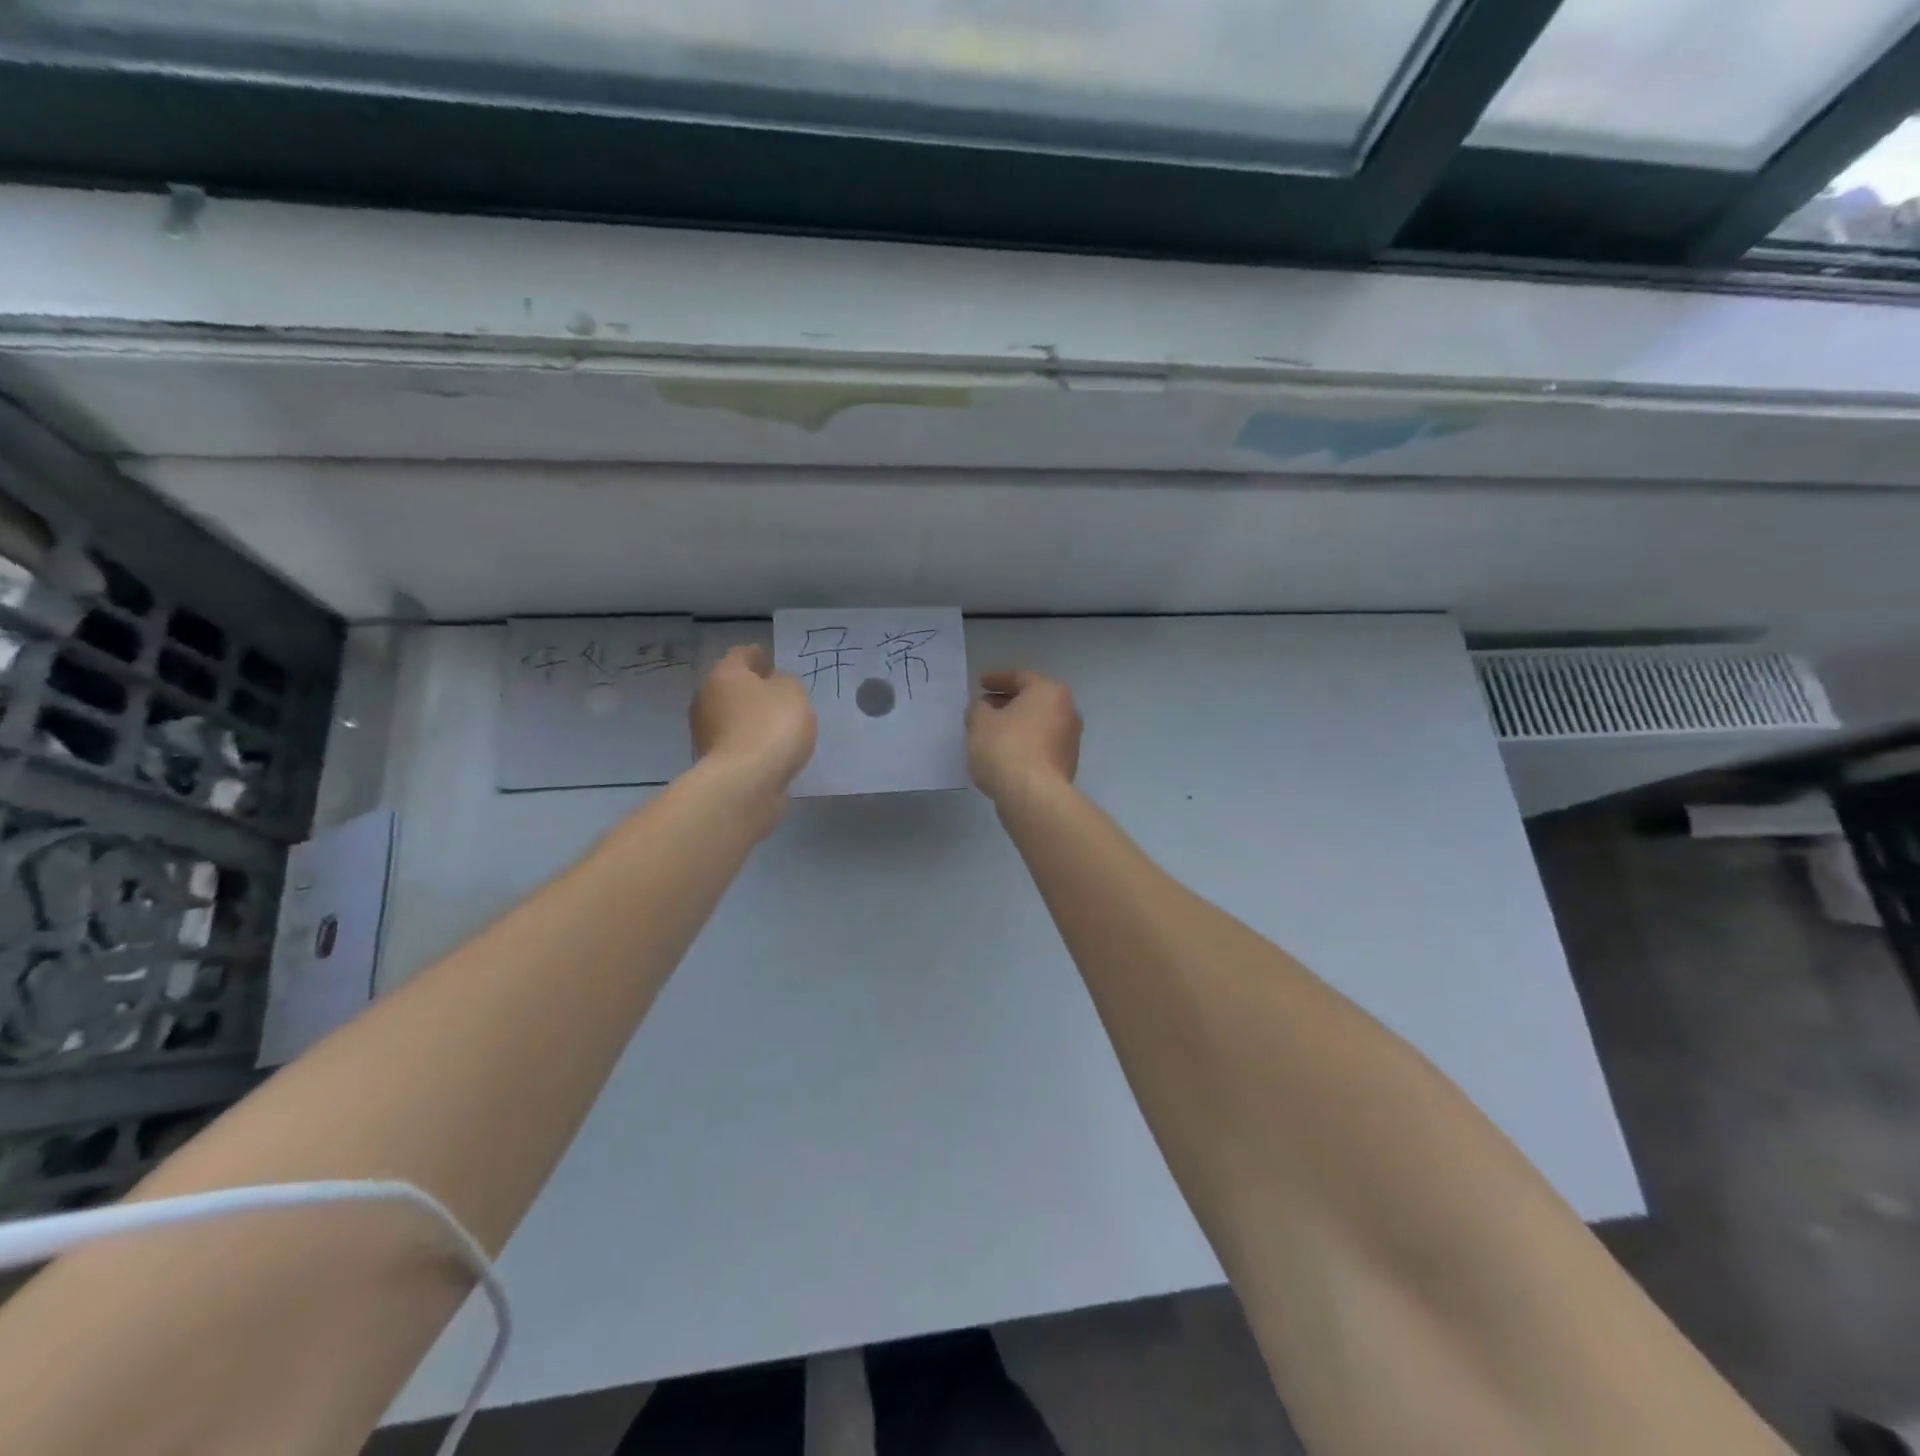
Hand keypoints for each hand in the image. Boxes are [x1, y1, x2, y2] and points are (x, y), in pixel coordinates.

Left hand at [690, 645, 815, 794]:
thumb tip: (773, 684)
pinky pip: (735, 742)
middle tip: (778, 696)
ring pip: (731, 716)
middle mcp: (706, 698)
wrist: (745, 782)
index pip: (742, 654)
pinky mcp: (712, 761)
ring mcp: (704, 732)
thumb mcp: (793, 693)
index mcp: (724, 673)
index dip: (760, 656)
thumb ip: (786, 682)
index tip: (774, 664)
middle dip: (752, 689)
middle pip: (731, 686)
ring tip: (777, 726)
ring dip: (749, 718)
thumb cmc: (771, 726)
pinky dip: (749, 743)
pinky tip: (768, 750)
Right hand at [966, 669, 1081, 803]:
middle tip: (983, 708)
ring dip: (1016, 725)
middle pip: (1032, 700)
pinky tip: (1004, 754)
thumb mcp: (980, 722)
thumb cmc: (1005, 748)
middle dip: (1007, 703)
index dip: (996, 679)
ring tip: (991, 733)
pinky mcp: (1067, 764)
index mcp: (1049, 692)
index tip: (979, 684)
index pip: (1020, 677)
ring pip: (1038, 724)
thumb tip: (985, 708)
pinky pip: (1041, 746)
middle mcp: (1067, 711)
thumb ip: (978, 708)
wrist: (1033, 796)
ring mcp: (1071, 740)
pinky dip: (1024, 744)